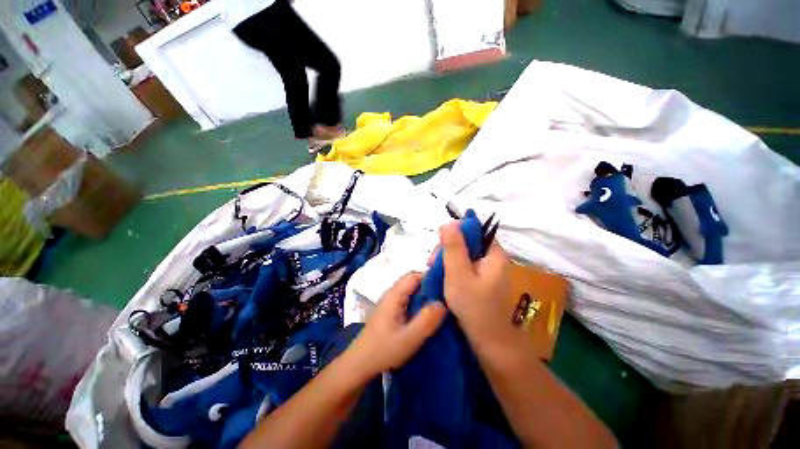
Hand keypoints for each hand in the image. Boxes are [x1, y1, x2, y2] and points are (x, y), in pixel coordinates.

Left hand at [345, 273, 446, 379]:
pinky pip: (407, 300)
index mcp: (394, 295)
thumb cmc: (383, 350)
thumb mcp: (409, 338)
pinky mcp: (390, 310)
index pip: (414, 276)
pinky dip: (419, 302)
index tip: (447, 284)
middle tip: (447, 296)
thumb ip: (426, 320)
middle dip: (430, 286)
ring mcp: (390, 302)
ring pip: (410, 291)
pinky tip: (427, 313)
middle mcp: (391, 294)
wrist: (360, 364)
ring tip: (441, 304)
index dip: (430, 276)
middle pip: (413, 282)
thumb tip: (443, 303)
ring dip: (425, 295)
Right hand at [439, 221, 513, 347]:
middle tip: (432, 263)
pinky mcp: (481, 281)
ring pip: (463, 256)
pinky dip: (452, 270)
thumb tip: (449, 222)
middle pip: (467, 243)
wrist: (489, 342)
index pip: (474, 231)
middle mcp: (492, 259)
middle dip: (447, 249)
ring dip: (447, 261)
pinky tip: (442, 278)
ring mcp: (487, 271)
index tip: (440, 245)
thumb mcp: (458, 273)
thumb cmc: (474, 307)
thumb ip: (453, 247)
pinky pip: (464, 268)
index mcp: (493, 254)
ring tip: (434, 272)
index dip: (455, 233)